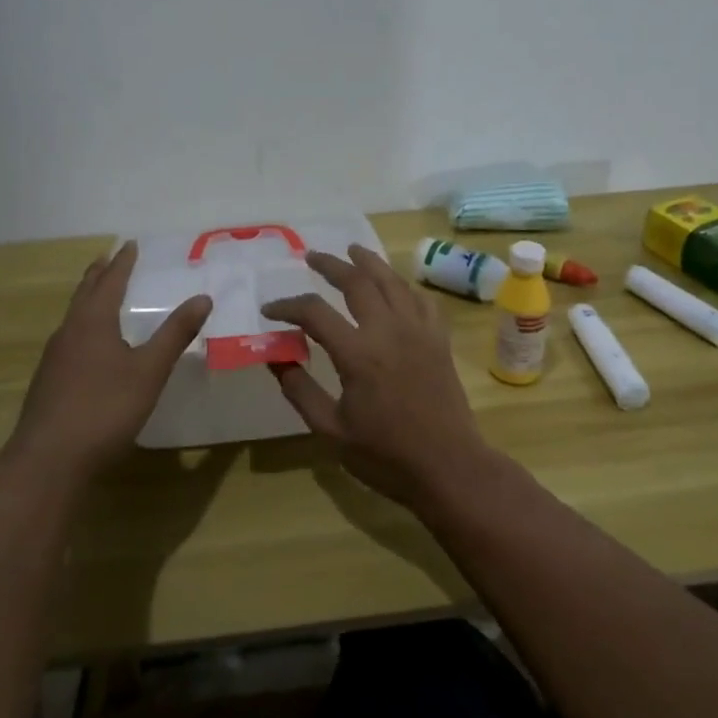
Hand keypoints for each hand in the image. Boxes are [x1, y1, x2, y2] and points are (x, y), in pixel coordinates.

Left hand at [5, 241, 211, 482]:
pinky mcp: (49, 381)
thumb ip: (175, 334)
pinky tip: (90, 344)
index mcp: (92, 322)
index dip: (122, 262)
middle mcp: (69, 332)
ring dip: (89, 298)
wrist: (49, 460)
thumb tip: (202, 297)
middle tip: (110, 257)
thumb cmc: (105, 409)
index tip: (130, 244)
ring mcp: (54, 358)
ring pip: (74, 316)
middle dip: (99, 274)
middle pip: (85, 293)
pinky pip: (70, 338)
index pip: (109, 281)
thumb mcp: (149, 371)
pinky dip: (84, 325)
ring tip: (101, 294)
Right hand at [261, 245, 489, 505]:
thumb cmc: (385, 454)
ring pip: (392, 281)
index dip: (287, 306)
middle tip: (311, 256)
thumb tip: (275, 358)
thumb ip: (300, 390)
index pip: (314, 312)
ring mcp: (418, 331)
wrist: (448, 466)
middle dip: (330, 265)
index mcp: (357, 353)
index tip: (270, 310)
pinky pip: (421, 299)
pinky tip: (396, 286)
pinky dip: (404, 286)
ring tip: (352, 250)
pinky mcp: (439, 339)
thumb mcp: (330, 430)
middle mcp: (388, 330)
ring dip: (369, 262)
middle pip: (357, 281)